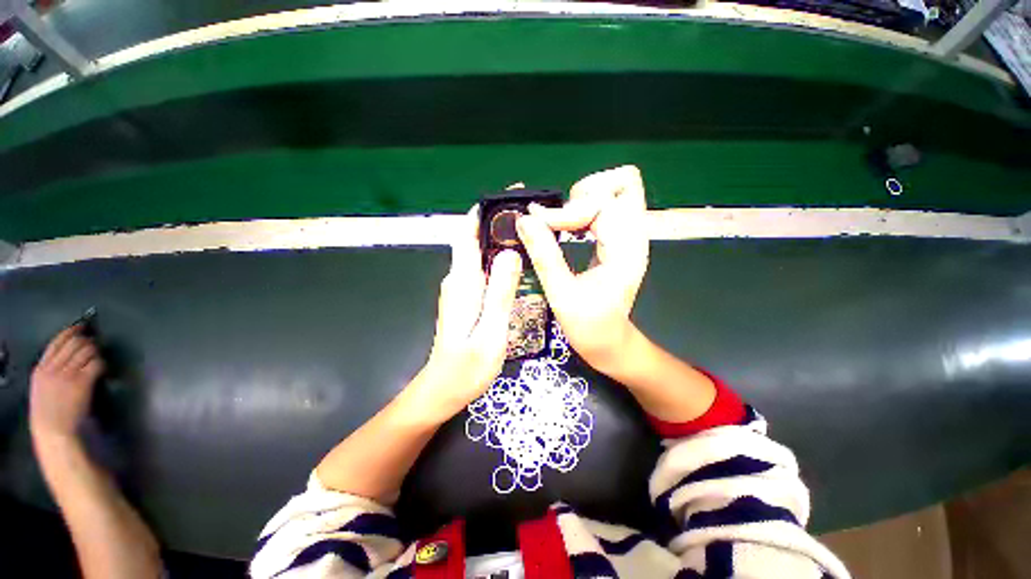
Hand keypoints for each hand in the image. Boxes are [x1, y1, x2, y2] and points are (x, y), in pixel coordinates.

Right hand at [30, 325, 104, 440]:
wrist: (54, 431)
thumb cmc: (49, 413)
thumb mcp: (42, 387)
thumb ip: (51, 371)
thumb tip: (68, 356)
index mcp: (41, 369)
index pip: (56, 342)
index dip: (71, 331)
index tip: (82, 326)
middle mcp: (53, 368)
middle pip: (75, 343)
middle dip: (88, 340)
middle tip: (95, 344)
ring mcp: (68, 375)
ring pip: (87, 350)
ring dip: (97, 352)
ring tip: (99, 357)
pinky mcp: (82, 382)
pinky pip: (96, 364)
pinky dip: (102, 364)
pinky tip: (103, 369)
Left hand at [417, 208, 521, 419]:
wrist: (442, 390)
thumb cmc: (466, 368)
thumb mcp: (490, 333)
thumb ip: (499, 294)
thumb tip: (509, 253)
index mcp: (462, 282)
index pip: (467, 234)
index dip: (484, 212)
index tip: (509, 198)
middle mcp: (457, 279)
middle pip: (474, 239)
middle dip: (498, 222)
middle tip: (531, 215)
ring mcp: (460, 288)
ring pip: (478, 253)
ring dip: (499, 239)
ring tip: (529, 233)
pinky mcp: (465, 297)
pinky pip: (480, 268)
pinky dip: (496, 257)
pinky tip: (516, 261)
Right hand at [516, 165, 648, 373]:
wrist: (610, 341)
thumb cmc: (589, 326)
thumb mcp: (562, 295)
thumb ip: (545, 256)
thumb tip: (524, 220)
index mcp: (624, 249)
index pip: (600, 204)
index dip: (565, 212)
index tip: (537, 224)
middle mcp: (633, 235)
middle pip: (623, 182)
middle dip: (584, 193)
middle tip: (560, 218)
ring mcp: (629, 235)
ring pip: (616, 189)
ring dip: (584, 198)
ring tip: (562, 222)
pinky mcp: (620, 238)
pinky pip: (607, 205)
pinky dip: (584, 208)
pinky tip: (568, 227)